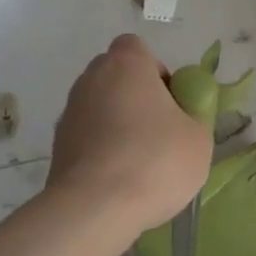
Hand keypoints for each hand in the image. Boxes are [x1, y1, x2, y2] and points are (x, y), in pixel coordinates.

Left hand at [48, 35, 212, 236]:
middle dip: (135, 96)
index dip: (156, 70)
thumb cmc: (155, 161)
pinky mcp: (57, 146)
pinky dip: (102, 149)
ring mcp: (69, 113)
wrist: (95, 208)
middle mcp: (91, 79)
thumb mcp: (199, 138)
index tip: (170, 101)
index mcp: (126, 65)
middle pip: (115, 76)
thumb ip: (193, 115)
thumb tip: (181, 115)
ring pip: (100, 107)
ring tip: (140, 162)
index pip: (136, 48)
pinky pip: (87, 136)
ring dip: (117, 124)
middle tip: (159, 130)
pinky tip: (119, 179)